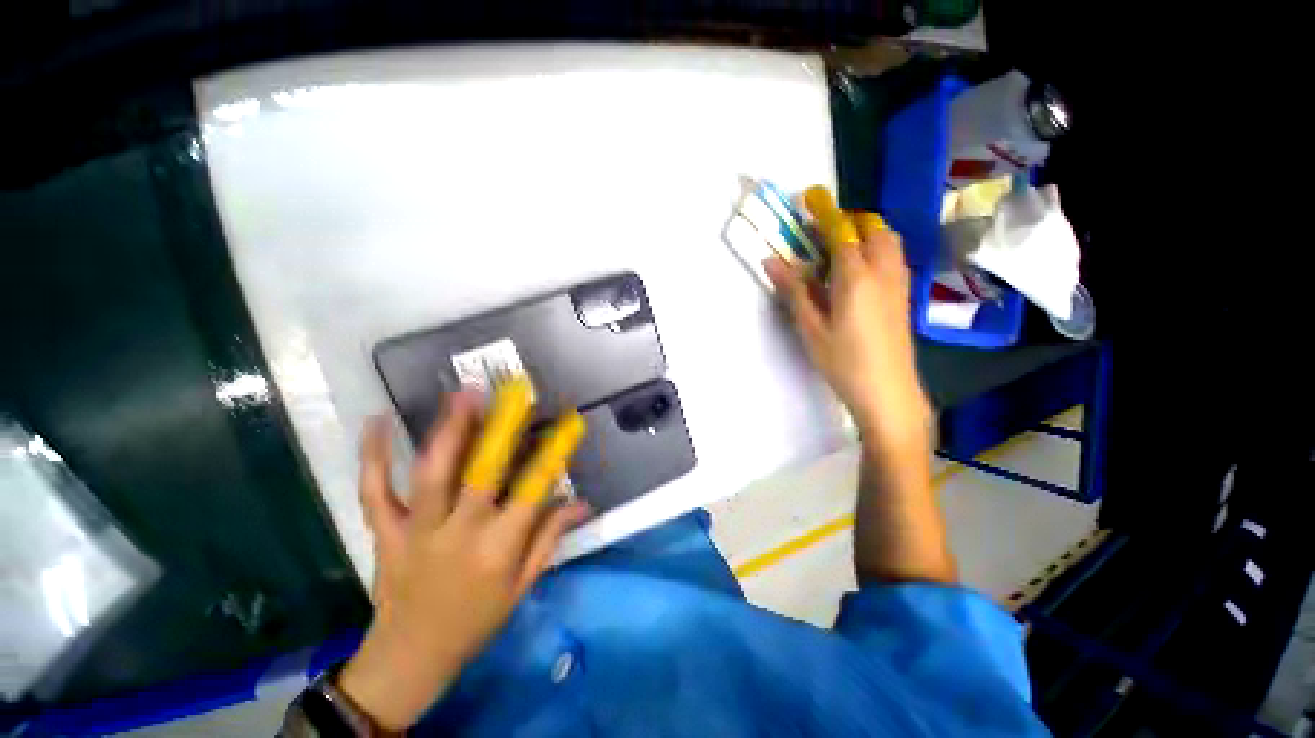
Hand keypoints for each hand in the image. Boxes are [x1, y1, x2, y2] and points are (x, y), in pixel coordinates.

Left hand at [337, 391, 589, 731]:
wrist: (408, 658)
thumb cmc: (475, 622)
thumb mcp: (522, 586)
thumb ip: (550, 538)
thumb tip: (582, 503)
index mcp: (498, 548)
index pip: (534, 490)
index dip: (555, 451)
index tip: (570, 421)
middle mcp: (459, 533)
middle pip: (480, 473)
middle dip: (496, 428)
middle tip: (507, 392)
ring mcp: (416, 531)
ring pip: (430, 474)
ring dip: (446, 431)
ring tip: (460, 396)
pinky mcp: (384, 534)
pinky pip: (374, 491)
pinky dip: (373, 456)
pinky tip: (376, 422)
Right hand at [764, 214, 930, 453]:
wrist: (887, 392)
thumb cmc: (843, 361)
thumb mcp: (811, 328)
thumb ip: (794, 290)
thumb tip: (772, 261)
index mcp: (856, 277)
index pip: (841, 232)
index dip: (824, 213)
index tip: (809, 198)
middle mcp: (883, 272)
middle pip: (874, 229)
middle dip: (851, 221)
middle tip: (824, 233)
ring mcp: (899, 284)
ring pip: (889, 242)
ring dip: (866, 234)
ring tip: (839, 251)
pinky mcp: (904, 297)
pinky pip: (894, 259)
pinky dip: (877, 251)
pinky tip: (858, 274)